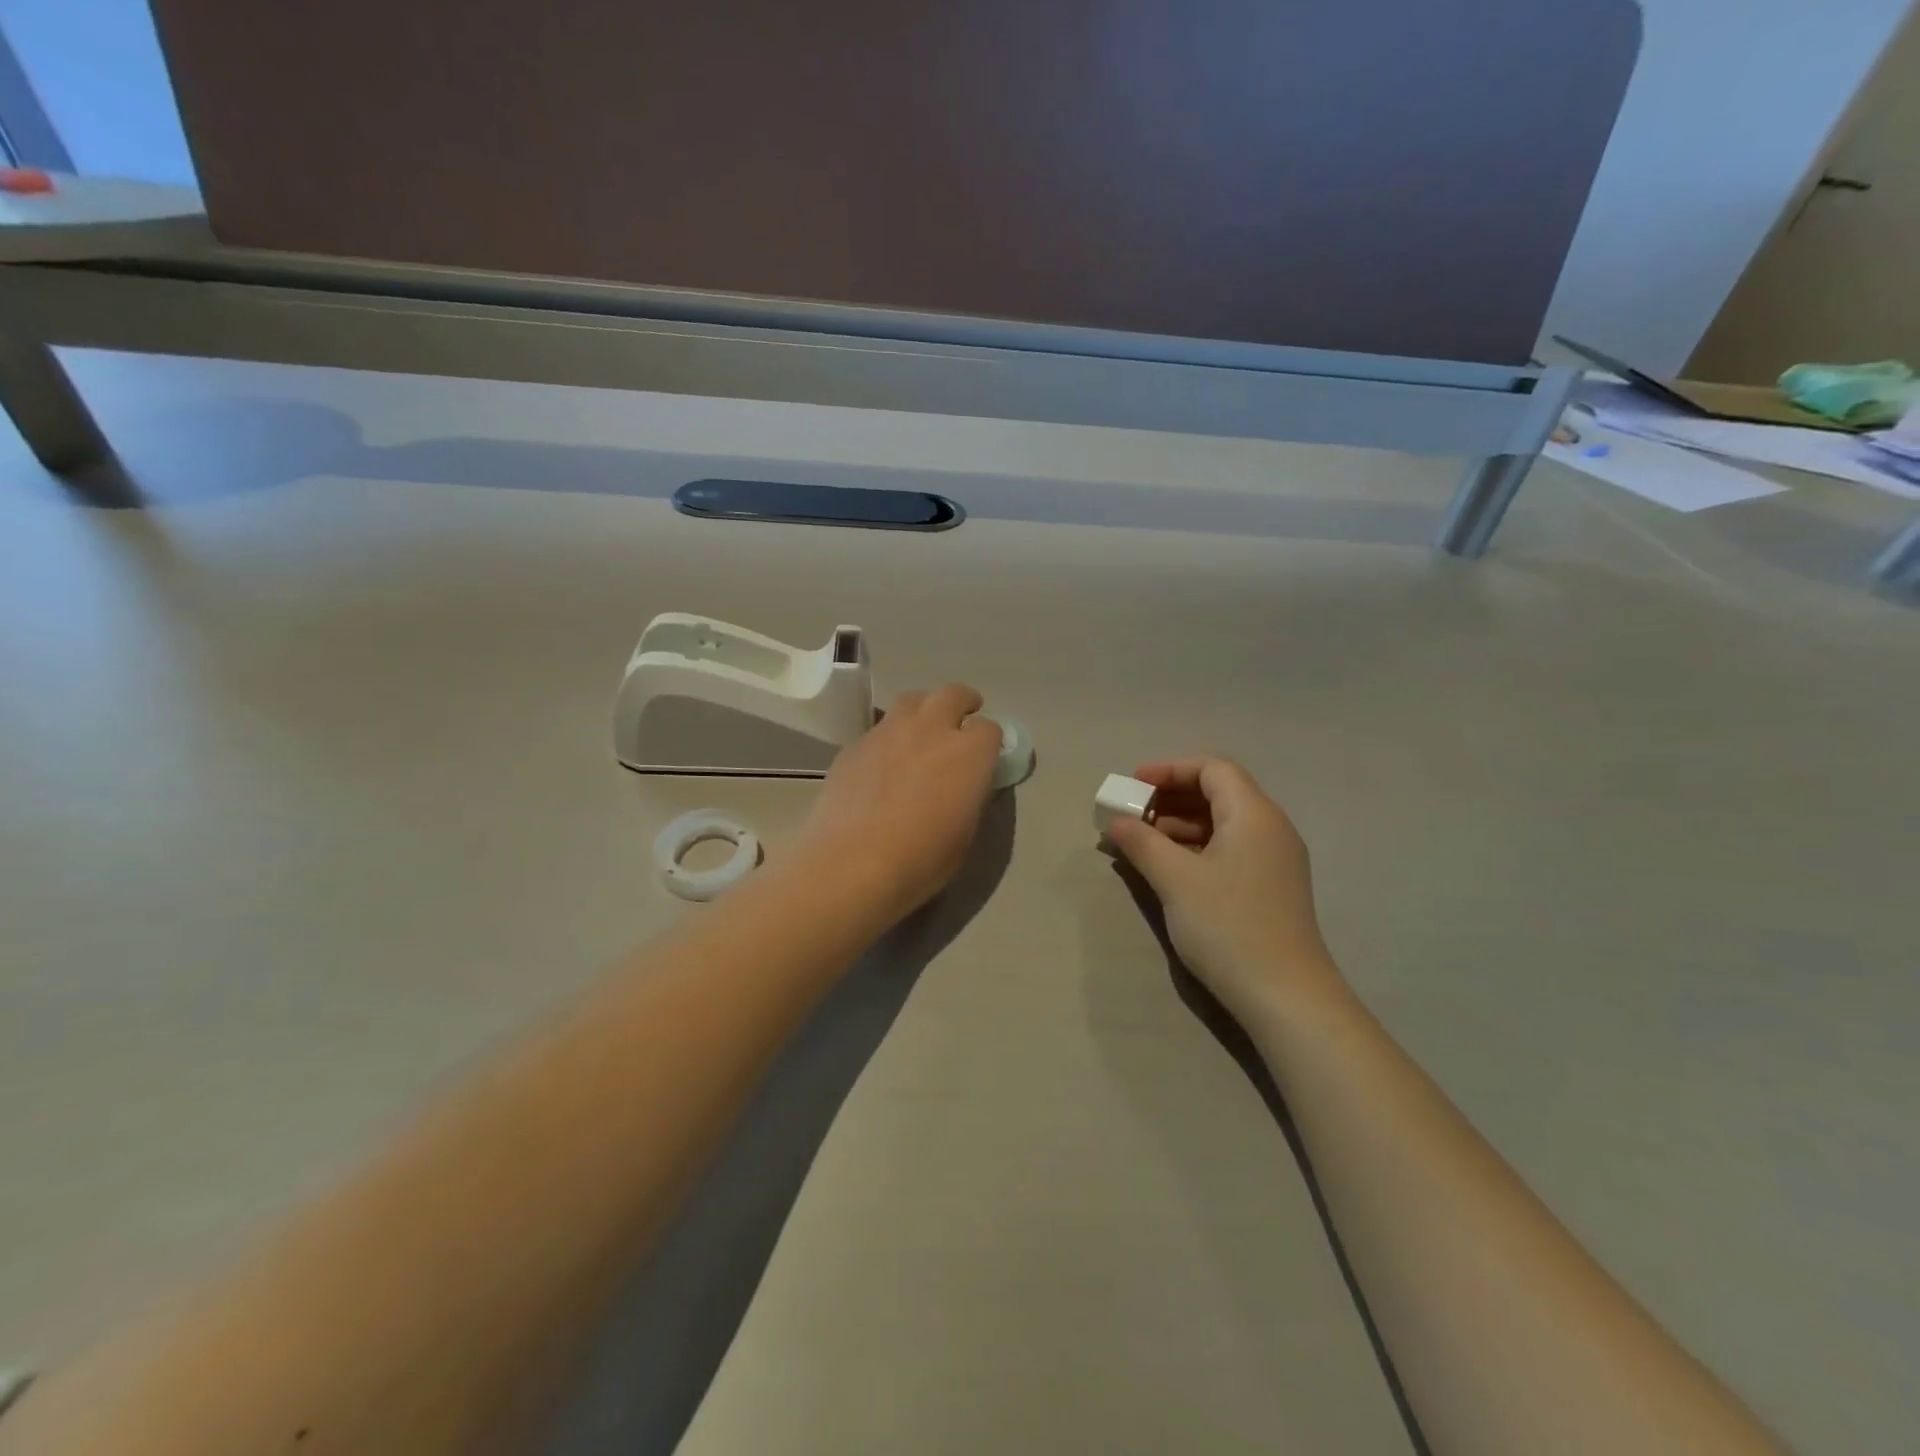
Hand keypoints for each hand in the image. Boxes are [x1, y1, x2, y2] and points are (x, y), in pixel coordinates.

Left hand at [799, 684, 1002, 921]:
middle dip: (962, 702)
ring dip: (924, 710)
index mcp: (969, 753)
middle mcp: (931, 729)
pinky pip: (879, 729)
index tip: (985, 756)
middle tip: (961, 720)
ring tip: (921, 732)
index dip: (989, 742)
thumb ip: (970, 797)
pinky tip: (883, 764)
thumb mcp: (965, 834)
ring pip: (911, 701)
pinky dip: (889, 737)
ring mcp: (888, 732)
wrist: (853, 864)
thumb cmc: (921, 859)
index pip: (990, 729)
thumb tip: (966, 784)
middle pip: (952, 694)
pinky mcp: (855, 744)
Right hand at [1105, 759, 1344, 1022]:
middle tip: (1133, 815)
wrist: (1285, 996)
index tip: (1134, 785)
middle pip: (1218, 793)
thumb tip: (1116, 821)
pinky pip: (1230, 850)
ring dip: (1180, 825)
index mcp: (1253, 814)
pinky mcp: (1271, 888)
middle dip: (1171, 798)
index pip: (1213, 769)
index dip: (1170, 770)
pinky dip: (1197, 848)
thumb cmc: (1228, 925)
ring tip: (1142, 843)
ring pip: (1223, 824)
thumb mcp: (1175, 879)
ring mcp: (1274, 860)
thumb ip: (1142, 842)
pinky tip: (1169, 869)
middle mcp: (1270, 829)